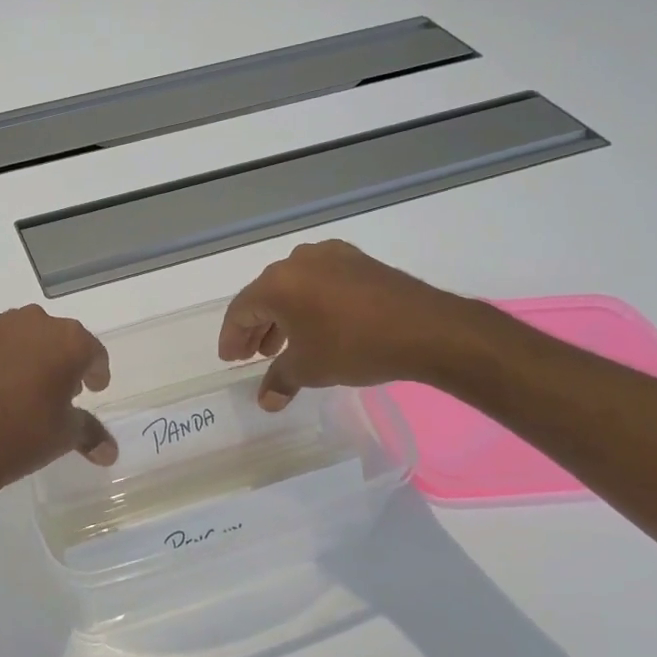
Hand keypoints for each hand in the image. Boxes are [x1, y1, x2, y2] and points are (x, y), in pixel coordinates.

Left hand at [0, 266, 117, 487]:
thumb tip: (109, 452)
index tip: (93, 389)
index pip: (93, 353)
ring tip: (24, 375)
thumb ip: (89, 433)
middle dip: (62, 360)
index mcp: (70, 342)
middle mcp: (37, 322)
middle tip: (58, 390)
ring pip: (21, 328)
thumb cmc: (23, 437)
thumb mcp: (64, 436)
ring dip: (28, 345)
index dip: (96, 373)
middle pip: (58, 338)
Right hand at [218, 240, 486, 409]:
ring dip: (283, 316)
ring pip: (293, 286)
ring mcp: (330, 256)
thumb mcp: (310, 368)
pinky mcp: (357, 260)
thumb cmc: (354, 346)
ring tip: (284, 344)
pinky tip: (318, 324)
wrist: (425, 329)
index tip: (231, 358)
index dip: (232, 337)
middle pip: (265, 295)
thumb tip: (266, 400)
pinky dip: (310, 302)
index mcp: (277, 283)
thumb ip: (281, 380)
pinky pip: (320, 281)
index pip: (241, 310)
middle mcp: (297, 261)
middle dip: (257, 326)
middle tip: (253, 354)